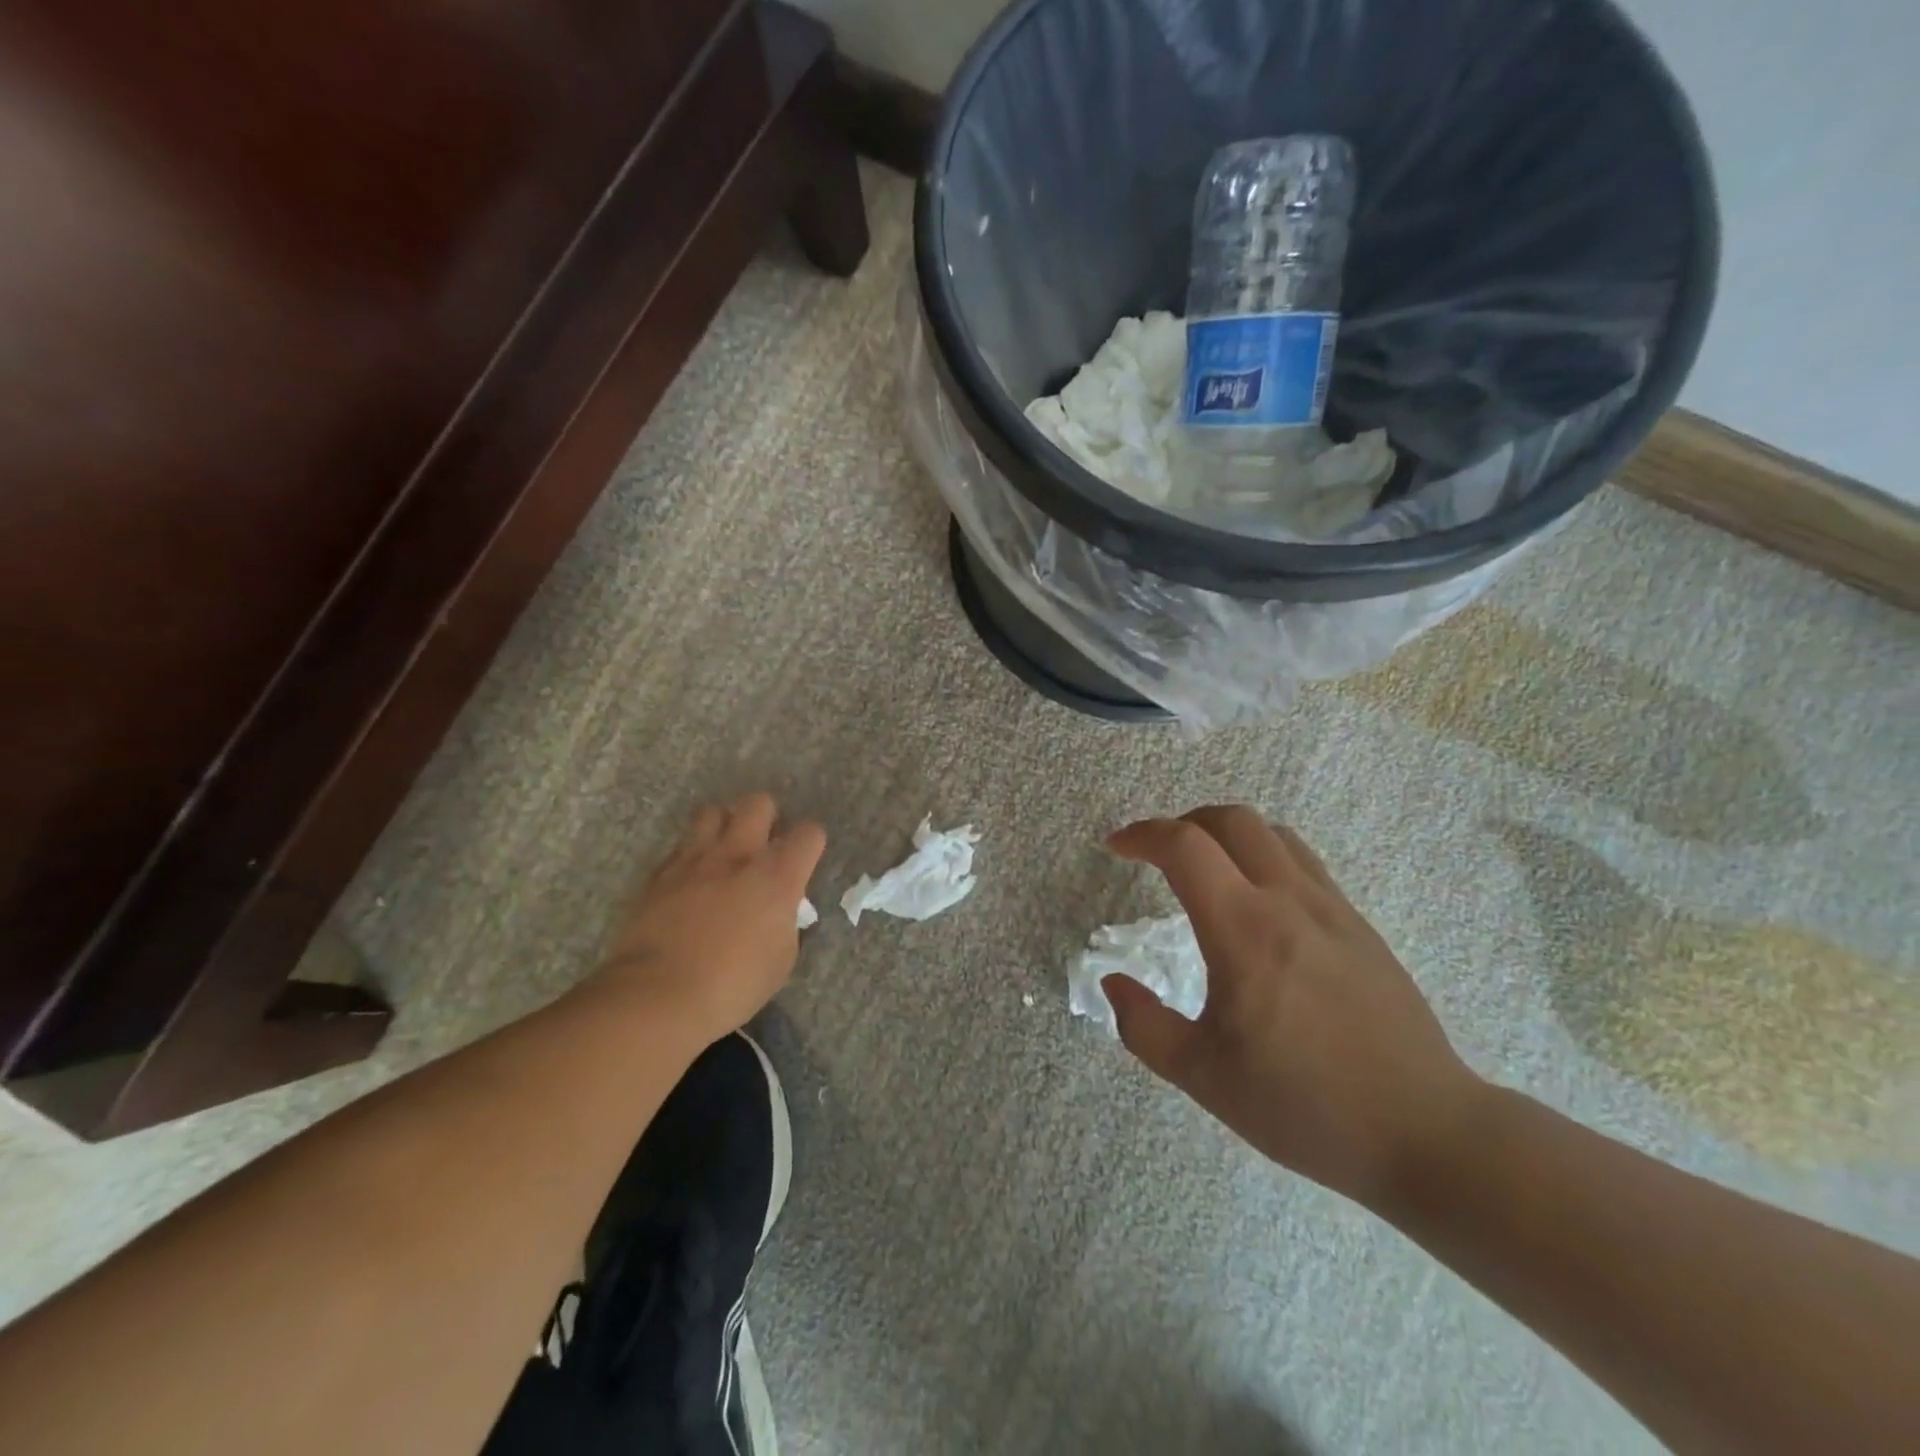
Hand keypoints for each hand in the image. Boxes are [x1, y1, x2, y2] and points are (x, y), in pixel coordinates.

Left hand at [596, 793, 825, 1043]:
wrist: (658, 995)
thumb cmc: (732, 985)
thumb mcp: (781, 959)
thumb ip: (785, 921)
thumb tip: (779, 910)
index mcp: (777, 876)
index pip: (809, 833)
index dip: (811, 844)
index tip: (805, 861)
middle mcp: (739, 855)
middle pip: (759, 803)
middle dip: (767, 817)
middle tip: (764, 845)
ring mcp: (694, 859)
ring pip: (712, 811)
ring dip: (723, 825)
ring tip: (723, 851)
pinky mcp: (659, 873)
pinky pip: (680, 846)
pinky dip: (690, 855)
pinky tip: (691, 880)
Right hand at [1104, 806, 1483, 1209]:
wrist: (1426, 1132)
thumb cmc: (1304, 1105)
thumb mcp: (1203, 1077)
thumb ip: (1144, 1026)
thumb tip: (1114, 983)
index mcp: (1243, 930)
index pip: (1184, 846)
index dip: (1142, 835)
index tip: (1117, 847)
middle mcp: (1288, 901)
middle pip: (1232, 820)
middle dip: (1184, 822)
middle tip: (1157, 853)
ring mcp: (1332, 909)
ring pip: (1274, 834)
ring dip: (1227, 834)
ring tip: (1206, 868)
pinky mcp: (1360, 926)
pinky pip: (1304, 864)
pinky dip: (1265, 858)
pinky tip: (1258, 904)